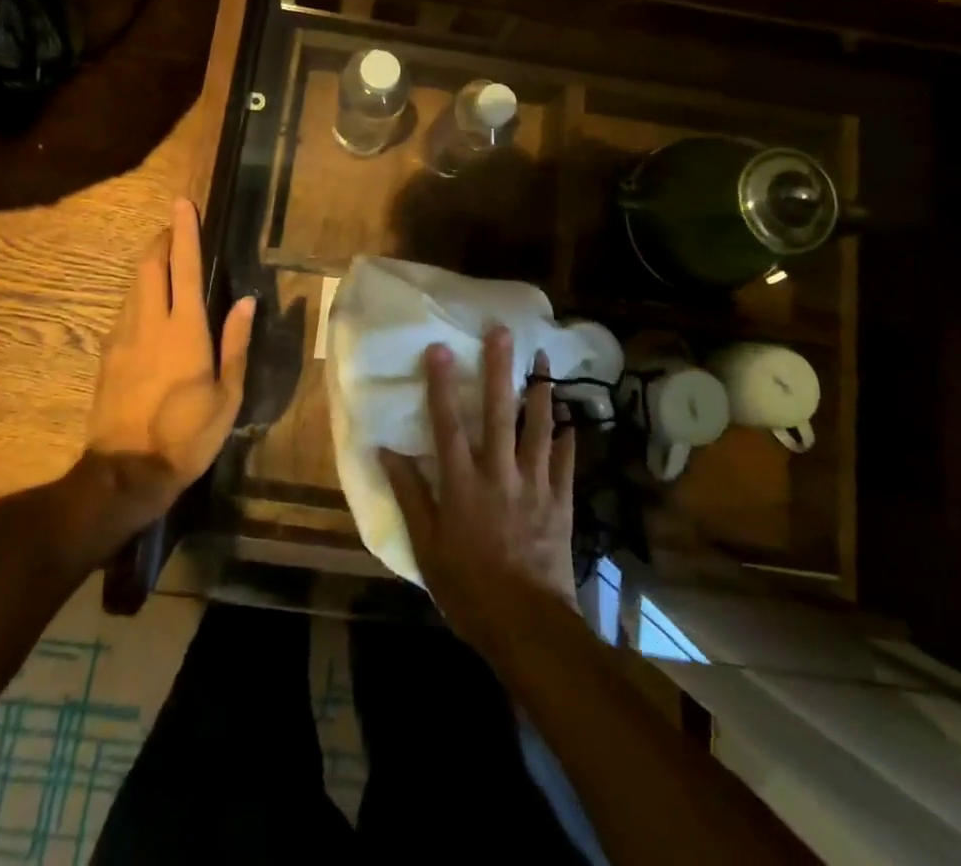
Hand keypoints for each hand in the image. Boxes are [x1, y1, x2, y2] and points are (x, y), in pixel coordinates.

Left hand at [86, 199, 254, 525]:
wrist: (125, 472)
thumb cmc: (188, 435)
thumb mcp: (228, 395)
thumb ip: (236, 344)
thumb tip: (245, 301)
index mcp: (185, 330)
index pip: (185, 268)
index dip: (185, 232)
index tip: (182, 204)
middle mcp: (150, 323)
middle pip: (149, 266)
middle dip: (160, 240)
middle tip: (173, 228)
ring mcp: (122, 337)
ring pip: (133, 285)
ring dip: (148, 265)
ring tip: (164, 260)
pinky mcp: (107, 355)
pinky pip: (124, 310)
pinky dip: (138, 294)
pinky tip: (148, 305)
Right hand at [380, 327, 577, 651]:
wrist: (528, 626)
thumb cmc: (469, 589)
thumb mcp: (427, 546)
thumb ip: (410, 495)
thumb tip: (387, 452)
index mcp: (463, 484)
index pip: (448, 425)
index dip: (441, 386)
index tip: (439, 348)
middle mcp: (500, 474)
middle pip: (499, 413)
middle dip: (499, 370)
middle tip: (503, 333)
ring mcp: (535, 486)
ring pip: (539, 429)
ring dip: (541, 392)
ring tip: (545, 359)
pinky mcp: (560, 503)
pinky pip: (566, 463)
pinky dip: (570, 439)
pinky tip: (573, 419)